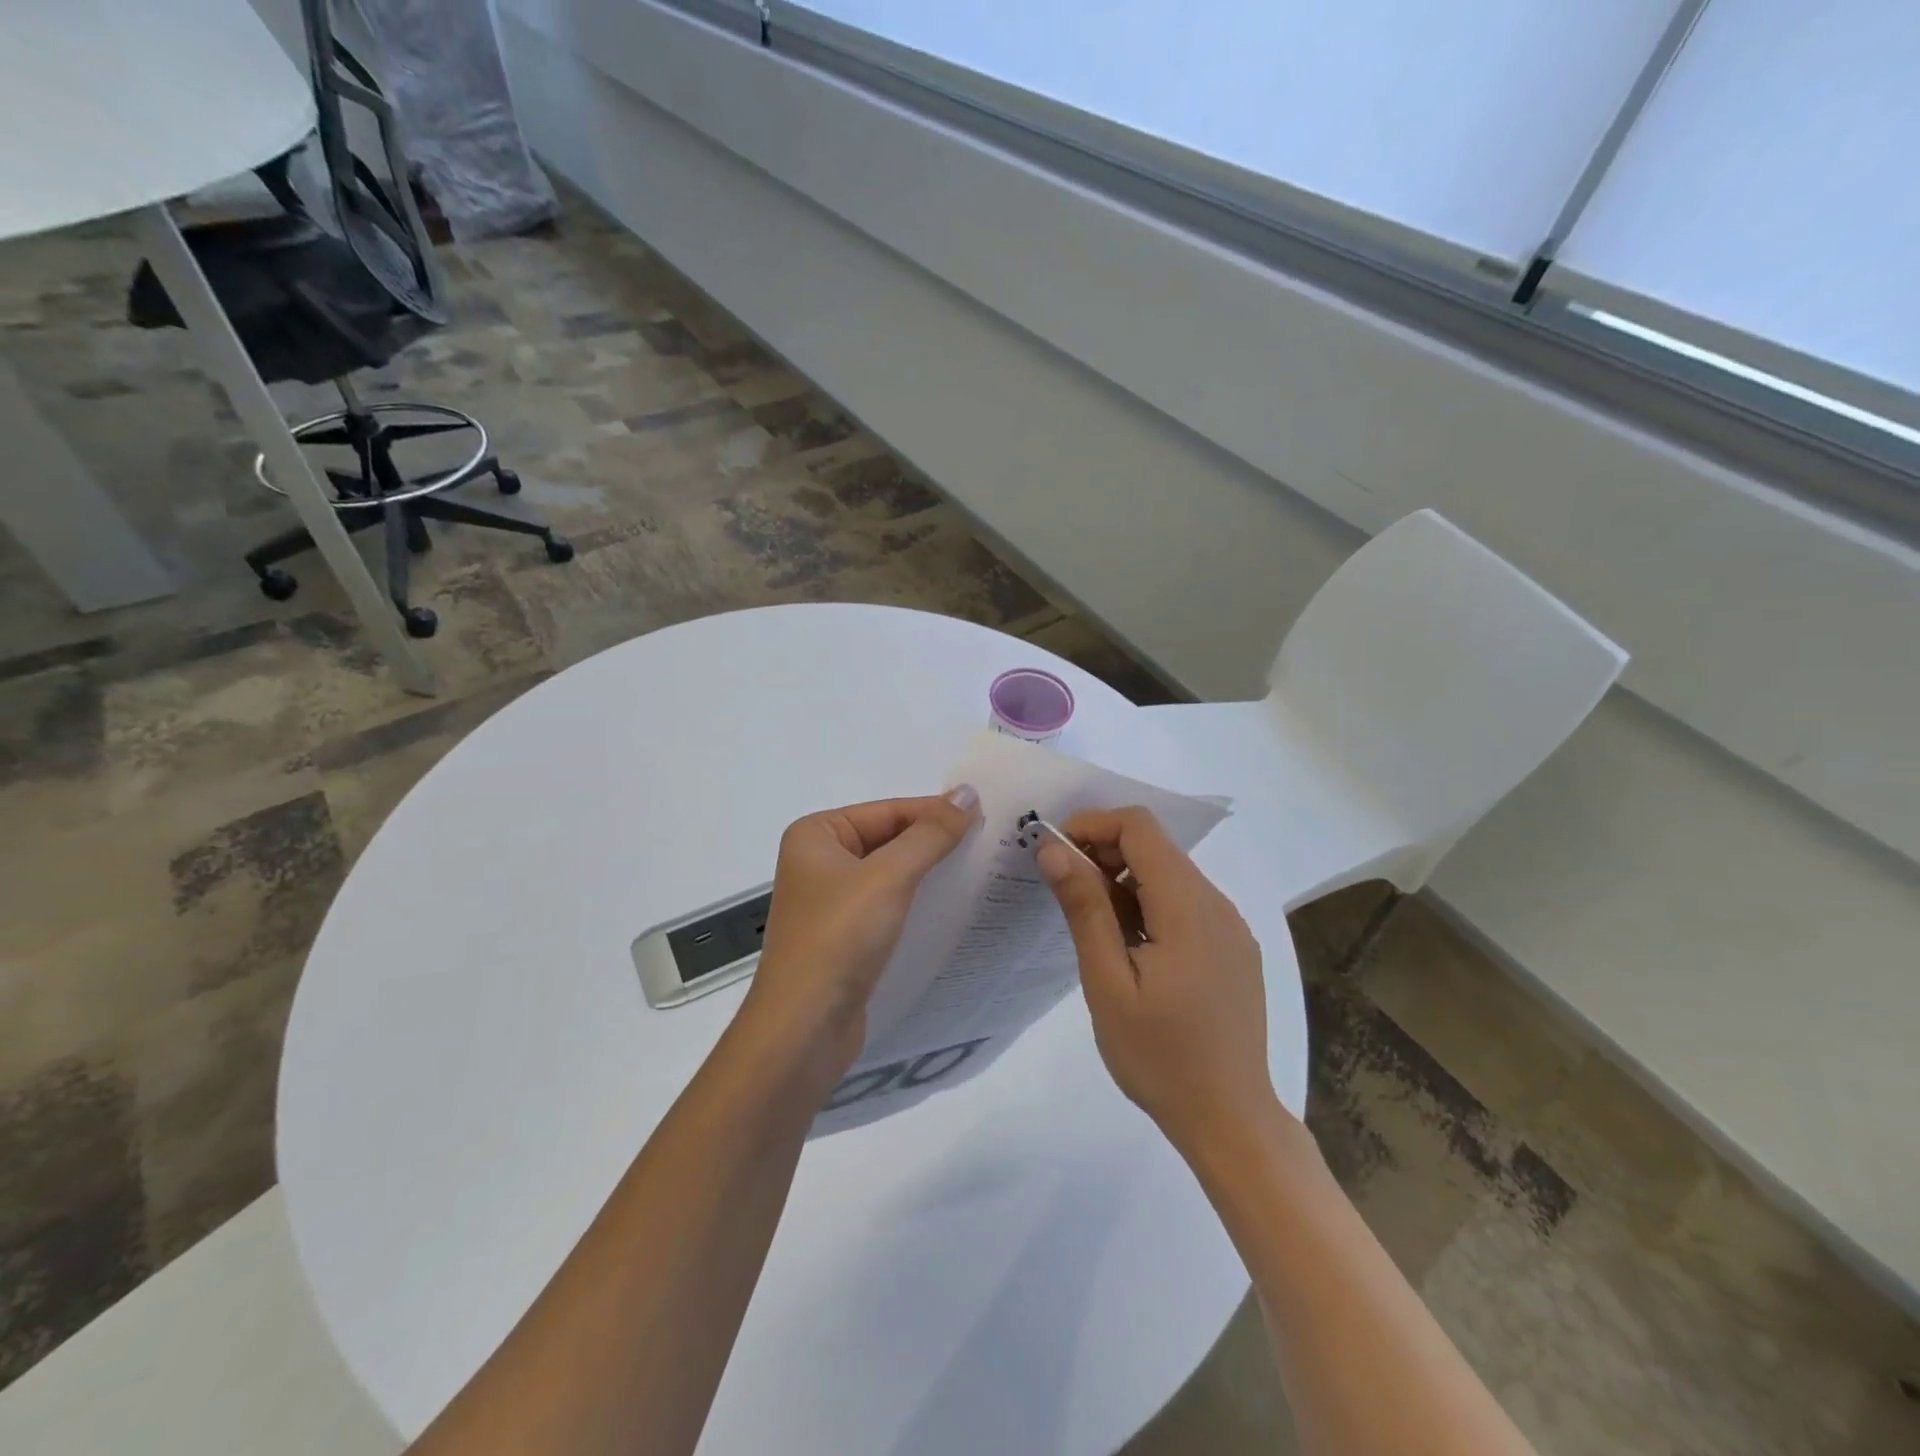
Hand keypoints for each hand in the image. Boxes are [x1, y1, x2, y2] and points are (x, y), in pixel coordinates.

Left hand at [740, 787, 981, 1082]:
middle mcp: (819, 862)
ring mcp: (830, 902)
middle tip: (990, 843)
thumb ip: (930, 834)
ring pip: (891, 874)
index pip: (888, 810)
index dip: (936, 813)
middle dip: (935, 843)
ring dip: (930, 873)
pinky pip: (888, 906)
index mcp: (817, 835)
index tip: (987, 817)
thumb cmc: (839, 938)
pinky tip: (953, 907)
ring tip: (980, 872)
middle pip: (889, 839)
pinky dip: (917, 903)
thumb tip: (967, 793)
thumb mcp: (889, 877)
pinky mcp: (844, 937)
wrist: (803, 1029)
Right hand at [1037, 807, 1276, 1153]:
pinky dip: (1150, 904)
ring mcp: (1231, 927)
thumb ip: (1084, 909)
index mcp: (1188, 907)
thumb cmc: (1159, 1057)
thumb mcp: (1108, 983)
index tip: (1055, 853)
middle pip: (1156, 847)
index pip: (1140, 828)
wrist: (1230, 1120)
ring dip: (1125, 881)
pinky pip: (1187, 903)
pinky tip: (1132, 948)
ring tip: (1096, 929)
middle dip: (1104, 853)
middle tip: (1066, 893)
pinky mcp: (1234, 948)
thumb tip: (1054, 849)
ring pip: (1171, 874)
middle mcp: (1217, 904)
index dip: (1093, 825)